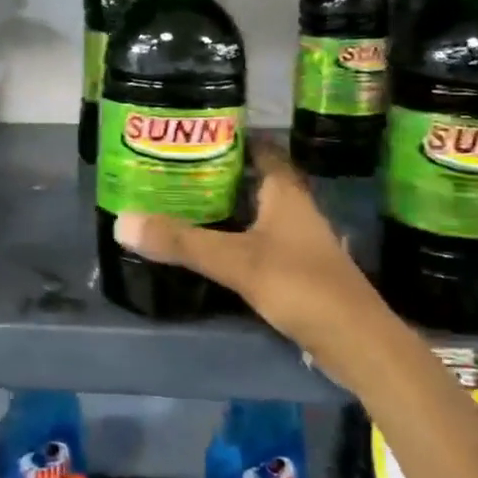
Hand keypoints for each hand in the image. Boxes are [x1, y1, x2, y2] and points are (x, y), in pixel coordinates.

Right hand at [113, 138, 393, 385]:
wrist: (356, 343)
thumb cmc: (301, 286)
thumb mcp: (236, 261)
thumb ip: (181, 242)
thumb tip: (121, 222)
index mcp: (285, 192)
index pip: (258, 148)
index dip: (228, 136)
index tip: (190, 133)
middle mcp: (293, 208)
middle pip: (251, 179)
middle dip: (214, 172)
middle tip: (170, 168)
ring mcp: (296, 240)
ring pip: (252, 211)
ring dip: (221, 206)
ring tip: (177, 201)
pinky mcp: (294, 269)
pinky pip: (254, 240)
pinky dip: (230, 236)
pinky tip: (204, 245)